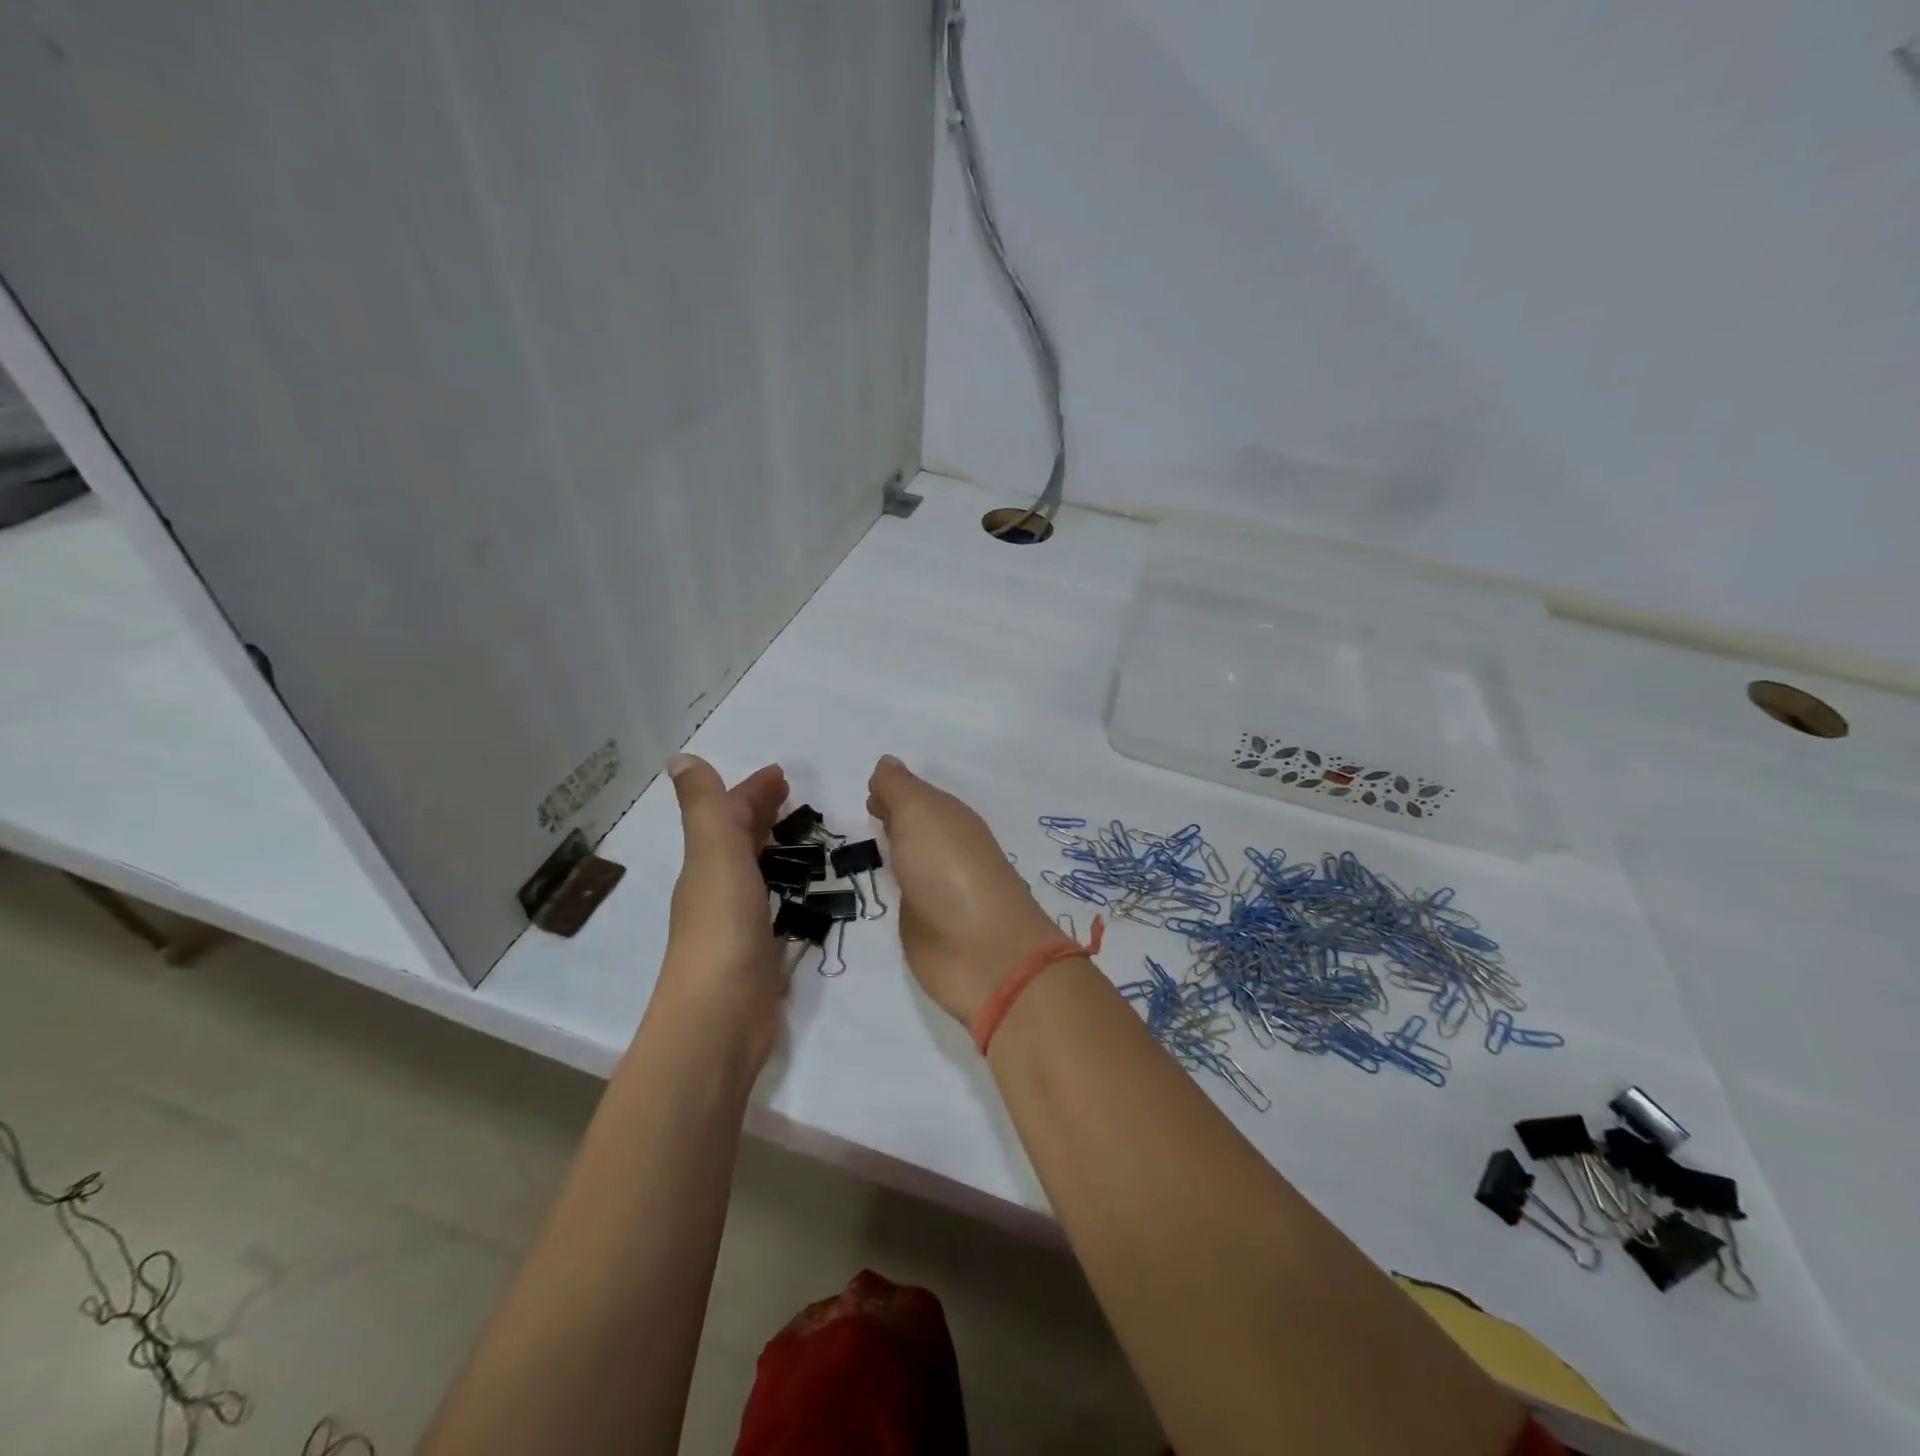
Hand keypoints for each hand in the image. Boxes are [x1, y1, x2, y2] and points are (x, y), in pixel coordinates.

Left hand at [658, 754, 788, 1069]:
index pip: (728, 815)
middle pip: (739, 841)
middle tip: (794, 796)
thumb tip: (680, 758)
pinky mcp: (760, 954)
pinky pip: (774, 907)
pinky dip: (785, 889)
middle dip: (761, 814)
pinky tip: (801, 893)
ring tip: (803, 836)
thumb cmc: (722, 927)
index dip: (751, 791)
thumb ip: (705, 807)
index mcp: (708, 864)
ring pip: (756, 873)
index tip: (782, 774)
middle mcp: (718, 890)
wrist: (720, 1017)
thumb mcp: (714, 854)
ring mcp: (738, 925)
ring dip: (773, 849)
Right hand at [867, 755, 1064, 1024]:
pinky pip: (903, 895)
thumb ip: (899, 789)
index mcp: (950, 819)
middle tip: (863, 809)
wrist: (980, 951)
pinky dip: (891, 884)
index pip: (917, 797)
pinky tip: (875, 883)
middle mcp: (946, 849)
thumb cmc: (949, 869)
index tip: (868, 789)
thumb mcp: (920, 813)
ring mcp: (937, 889)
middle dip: (893, 817)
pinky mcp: (926, 925)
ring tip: (860, 843)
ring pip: (909, 859)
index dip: (894, 792)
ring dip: (892, 850)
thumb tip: (887, 762)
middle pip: (916, 827)